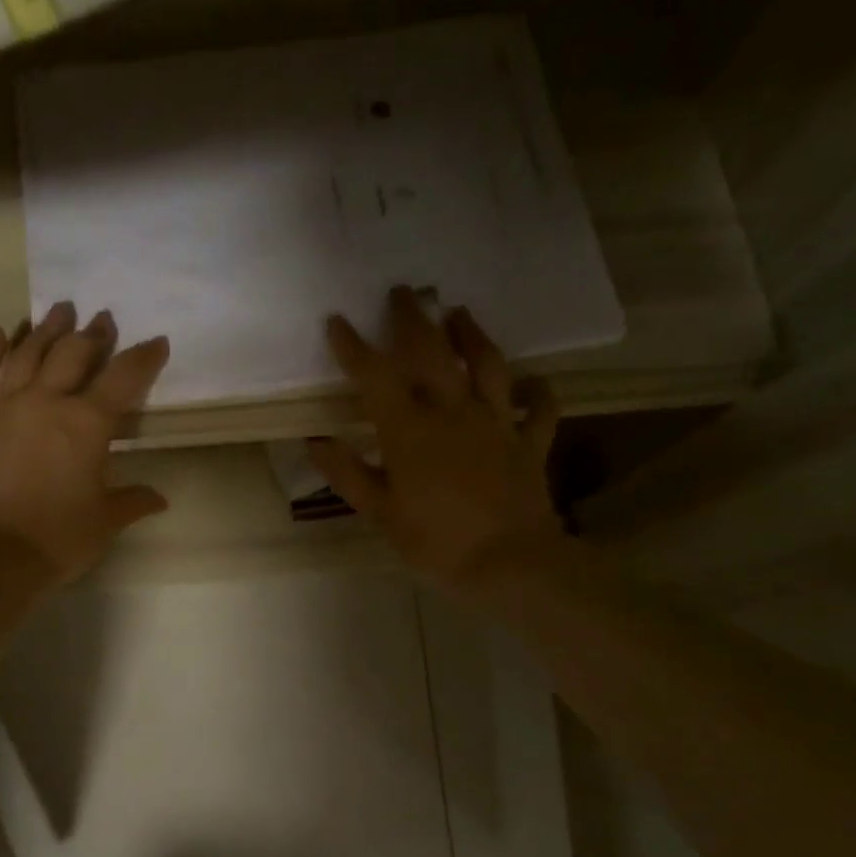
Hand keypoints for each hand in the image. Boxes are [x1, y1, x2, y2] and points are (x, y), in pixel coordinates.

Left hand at [0, 302, 171, 583]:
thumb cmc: (57, 538)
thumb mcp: (105, 521)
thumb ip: (133, 501)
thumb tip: (160, 499)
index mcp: (87, 424)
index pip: (123, 378)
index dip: (144, 357)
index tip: (158, 342)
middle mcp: (46, 402)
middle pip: (72, 354)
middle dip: (92, 333)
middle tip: (102, 317)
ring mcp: (5, 407)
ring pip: (27, 354)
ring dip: (46, 329)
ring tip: (59, 310)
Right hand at [308, 287, 565, 591]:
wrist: (512, 564)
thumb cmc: (437, 542)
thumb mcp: (381, 513)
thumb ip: (349, 474)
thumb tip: (316, 441)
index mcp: (410, 430)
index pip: (376, 377)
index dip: (354, 347)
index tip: (338, 320)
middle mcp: (454, 413)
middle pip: (434, 353)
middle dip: (414, 319)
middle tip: (404, 292)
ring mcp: (497, 424)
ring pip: (488, 366)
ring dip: (473, 335)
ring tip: (461, 312)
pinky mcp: (529, 443)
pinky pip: (539, 409)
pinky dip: (538, 392)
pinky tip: (532, 382)